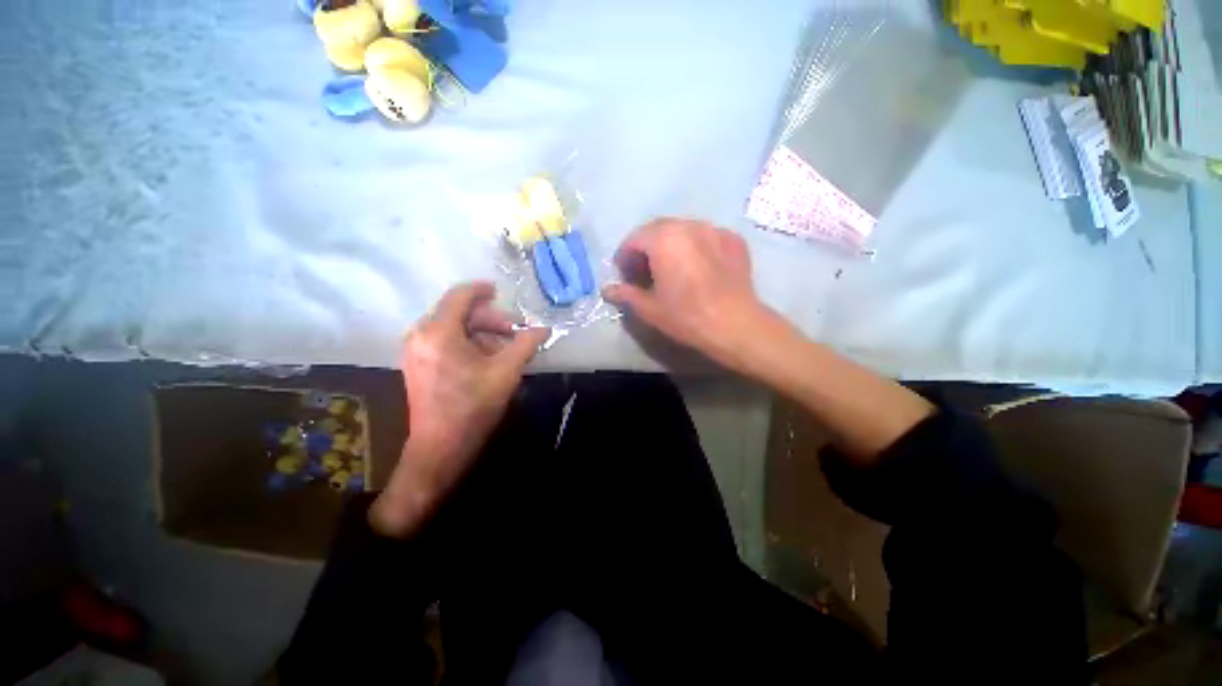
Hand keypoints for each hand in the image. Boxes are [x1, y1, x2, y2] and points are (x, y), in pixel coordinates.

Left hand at [370, 282, 549, 537]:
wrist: (440, 448)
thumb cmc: (473, 407)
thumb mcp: (506, 372)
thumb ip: (526, 344)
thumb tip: (545, 328)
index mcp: (438, 332)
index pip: (459, 296)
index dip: (481, 290)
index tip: (500, 291)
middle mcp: (420, 335)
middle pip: (457, 312)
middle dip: (489, 319)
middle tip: (513, 331)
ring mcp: (415, 351)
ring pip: (452, 327)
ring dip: (480, 332)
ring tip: (505, 347)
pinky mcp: (417, 364)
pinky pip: (444, 341)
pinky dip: (468, 342)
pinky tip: (487, 357)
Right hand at [602, 218, 770, 368]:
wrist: (735, 324)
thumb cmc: (686, 316)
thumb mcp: (649, 309)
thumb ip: (625, 294)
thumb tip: (607, 290)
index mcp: (664, 239)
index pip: (635, 238)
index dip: (625, 256)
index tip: (624, 273)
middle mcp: (688, 225)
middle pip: (658, 229)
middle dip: (646, 247)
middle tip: (644, 270)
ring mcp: (714, 229)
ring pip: (683, 230)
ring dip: (670, 245)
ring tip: (671, 268)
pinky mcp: (733, 239)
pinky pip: (706, 237)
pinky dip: (695, 247)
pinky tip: (697, 268)